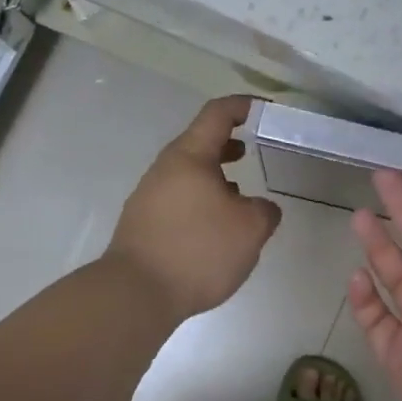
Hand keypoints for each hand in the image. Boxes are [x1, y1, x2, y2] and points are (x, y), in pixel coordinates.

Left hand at [105, 96, 281, 322]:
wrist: (135, 294)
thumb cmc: (198, 250)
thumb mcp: (250, 229)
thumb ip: (265, 211)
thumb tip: (260, 208)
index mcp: (190, 156)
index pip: (218, 113)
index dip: (244, 106)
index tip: (267, 110)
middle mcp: (165, 168)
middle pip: (200, 143)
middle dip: (230, 144)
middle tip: (254, 151)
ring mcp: (149, 195)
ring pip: (189, 173)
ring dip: (216, 177)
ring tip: (240, 196)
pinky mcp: (143, 223)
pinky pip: (179, 199)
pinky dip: (201, 200)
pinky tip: (215, 228)